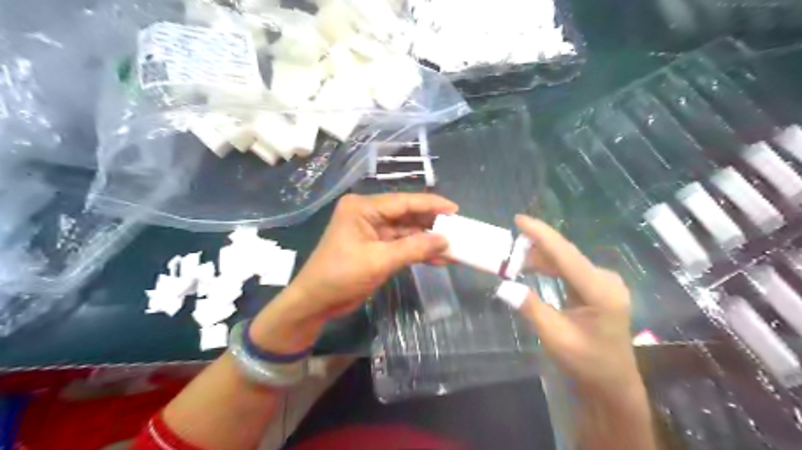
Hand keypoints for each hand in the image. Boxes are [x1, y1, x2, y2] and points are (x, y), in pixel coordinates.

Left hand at [248, 194, 460, 354]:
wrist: (316, 302)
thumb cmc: (341, 275)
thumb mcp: (379, 260)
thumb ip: (414, 248)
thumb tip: (445, 240)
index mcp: (363, 207)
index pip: (403, 201)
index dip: (431, 205)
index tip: (455, 210)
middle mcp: (368, 214)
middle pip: (407, 216)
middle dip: (432, 225)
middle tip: (458, 230)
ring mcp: (372, 232)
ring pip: (407, 232)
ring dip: (427, 241)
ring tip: (454, 248)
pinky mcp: (375, 248)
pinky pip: (402, 246)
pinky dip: (418, 252)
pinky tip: (439, 259)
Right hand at [514, 215, 639, 392]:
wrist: (611, 382)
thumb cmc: (586, 362)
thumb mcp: (555, 337)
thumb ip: (531, 308)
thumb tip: (503, 286)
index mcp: (600, 291)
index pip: (566, 255)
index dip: (541, 235)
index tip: (519, 219)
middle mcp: (605, 280)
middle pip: (565, 255)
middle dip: (535, 247)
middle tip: (506, 247)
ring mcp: (603, 283)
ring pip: (566, 260)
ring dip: (540, 258)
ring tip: (513, 258)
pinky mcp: (597, 287)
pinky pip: (569, 270)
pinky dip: (548, 267)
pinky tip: (531, 267)